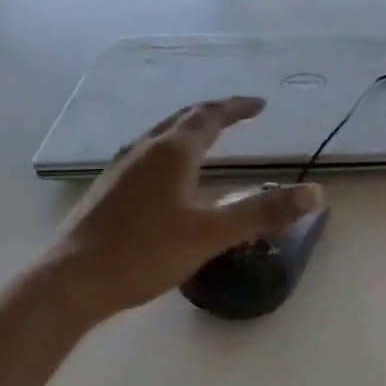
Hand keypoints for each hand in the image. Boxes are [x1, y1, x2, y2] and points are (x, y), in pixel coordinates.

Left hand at [41, 97, 322, 317]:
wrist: (71, 280)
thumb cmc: (144, 253)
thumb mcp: (211, 235)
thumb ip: (262, 213)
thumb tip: (314, 194)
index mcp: (172, 153)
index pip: (210, 117)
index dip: (237, 108)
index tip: (260, 105)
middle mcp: (144, 150)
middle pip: (182, 119)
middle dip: (213, 113)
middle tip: (238, 114)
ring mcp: (121, 168)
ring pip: (160, 135)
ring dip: (187, 129)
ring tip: (206, 137)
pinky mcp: (108, 189)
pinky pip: (147, 154)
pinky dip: (170, 150)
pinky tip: (168, 176)